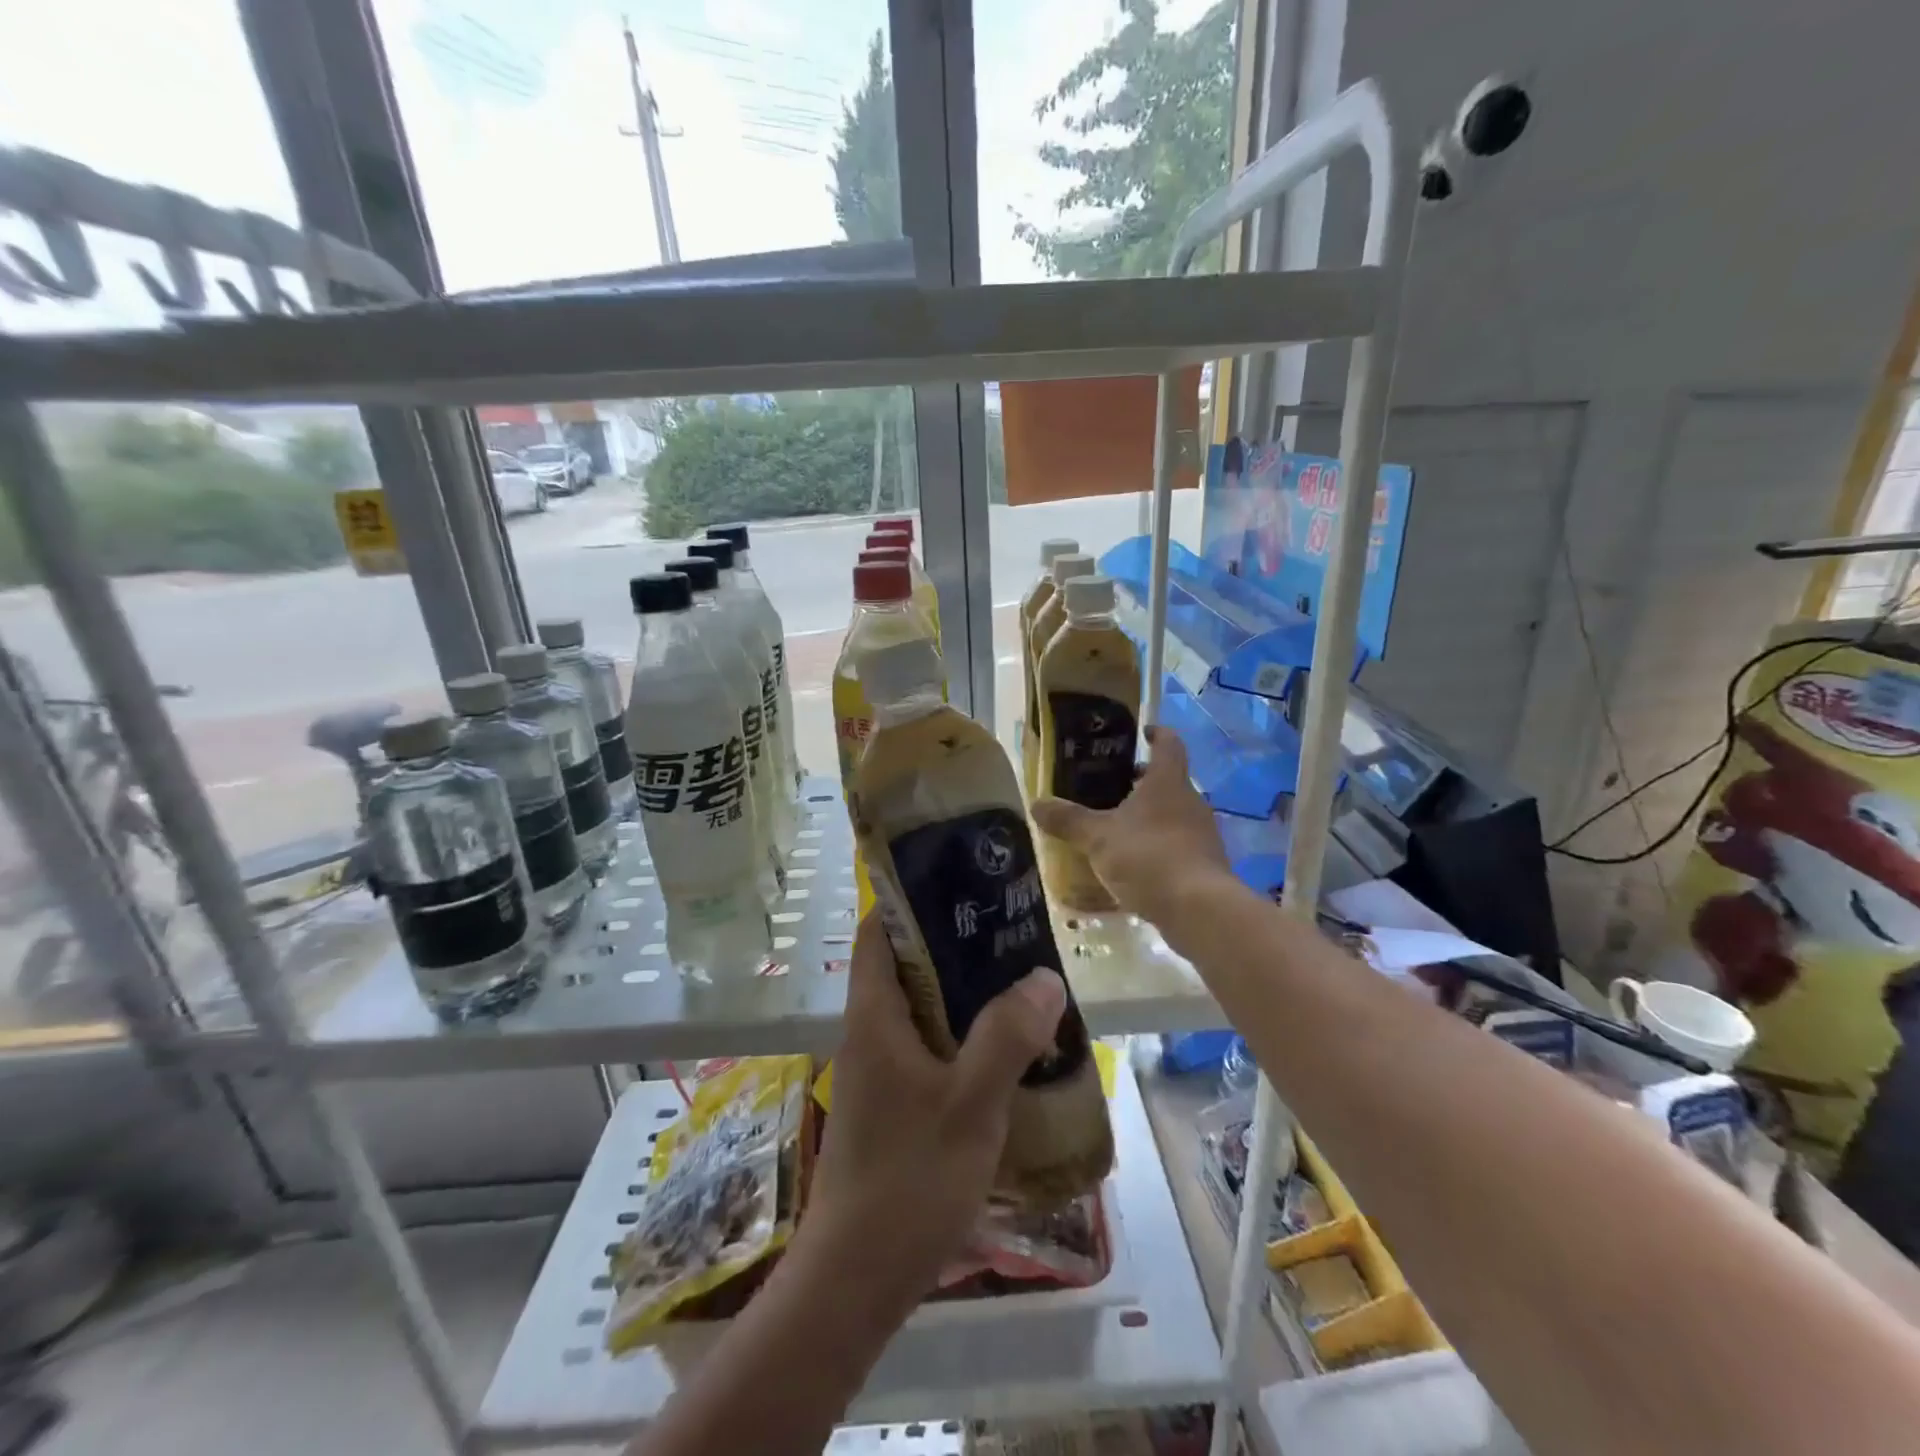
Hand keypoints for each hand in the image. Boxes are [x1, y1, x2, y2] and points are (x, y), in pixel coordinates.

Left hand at [798, 915, 1066, 1319]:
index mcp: (874, 1015)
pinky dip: (962, 1032)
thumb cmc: (908, 1181)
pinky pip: (928, 1045)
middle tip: (1011, 928)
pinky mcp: (893, 1102)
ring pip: (921, 1006)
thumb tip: (1043, 977)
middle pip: (906, 963)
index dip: (912, 898)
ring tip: (1019, 977)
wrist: (856, 1280)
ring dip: (964, 990)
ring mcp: (880, 1070)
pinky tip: (1006, 1046)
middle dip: (954, 941)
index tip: (964, 881)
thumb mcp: (968, 1105)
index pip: (879, 930)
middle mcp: (870, 1032)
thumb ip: (1007, 1038)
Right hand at [1031, 725, 1231, 923]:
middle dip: (1141, 781)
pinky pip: (1177, 844)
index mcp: (1167, 782)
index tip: (1142, 732)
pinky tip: (1133, 865)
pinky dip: (1156, 846)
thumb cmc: (1148, 857)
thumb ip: (1068, 820)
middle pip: (1168, 780)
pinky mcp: (1205, 864)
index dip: (1156, 733)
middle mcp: (1190, 801)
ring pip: (1172, 814)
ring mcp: (1202, 834)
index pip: (1168, 744)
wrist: (1199, 910)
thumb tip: (1036, 804)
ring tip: (1116, 828)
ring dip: (1148, 816)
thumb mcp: (1097, 838)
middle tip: (1110, 786)